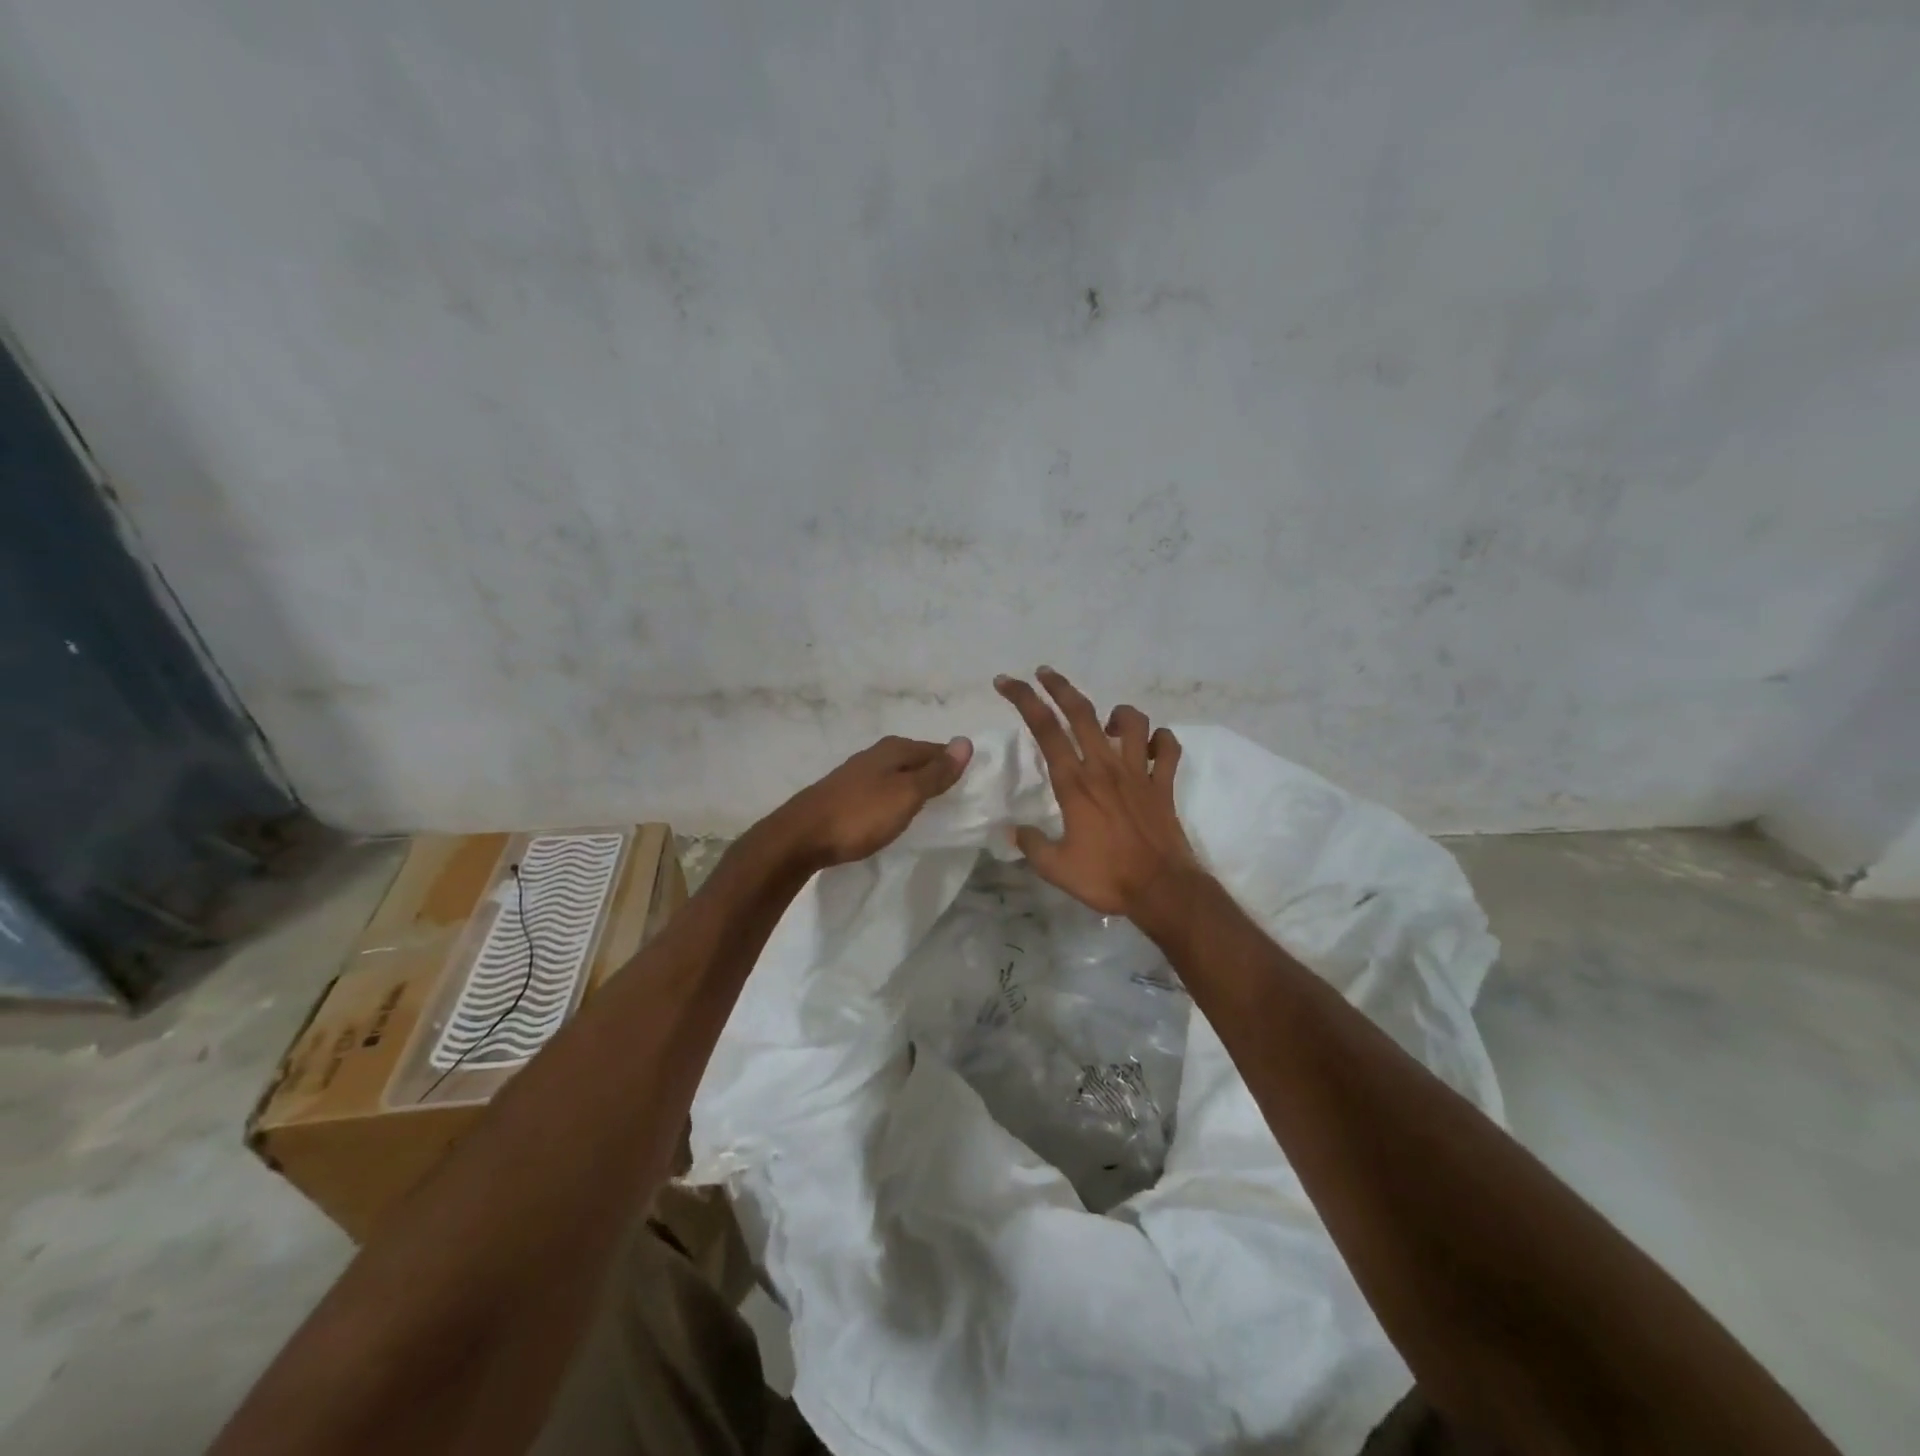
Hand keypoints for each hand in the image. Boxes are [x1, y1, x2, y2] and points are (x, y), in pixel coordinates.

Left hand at [772, 734, 973, 869]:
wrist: (801, 837)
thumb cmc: (860, 815)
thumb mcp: (906, 794)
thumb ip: (936, 772)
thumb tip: (965, 742)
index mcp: (894, 749)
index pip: (936, 749)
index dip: (954, 764)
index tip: (971, 785)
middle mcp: (875, 754)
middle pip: (916, 760)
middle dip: (934, 774)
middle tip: (954, 799)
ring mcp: (857, 774)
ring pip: (897, 775)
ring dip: (913, 787)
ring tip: (929, 808)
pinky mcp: (844, 794)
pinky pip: (881, 790)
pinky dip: (894, 798)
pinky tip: (894, 813)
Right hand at [994, 668, 1198, 919]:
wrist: (1163, 890)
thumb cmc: (1107, 878)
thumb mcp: (1056, 868)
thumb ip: (1031, 844)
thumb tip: (1012, 830)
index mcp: (1075, 783)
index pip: (1044, 730)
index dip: (1023, 700)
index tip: (1006, 682)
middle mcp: (1105, 767)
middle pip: (1081, 712)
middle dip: (1058, 686)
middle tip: (1043, 672)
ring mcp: (1139, 772)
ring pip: (1132, 722)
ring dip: (1117, 713)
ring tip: (1106, 724)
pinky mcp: (1164, 784)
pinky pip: (1168, 748)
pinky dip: (1160, 740)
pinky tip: (1150, 747)